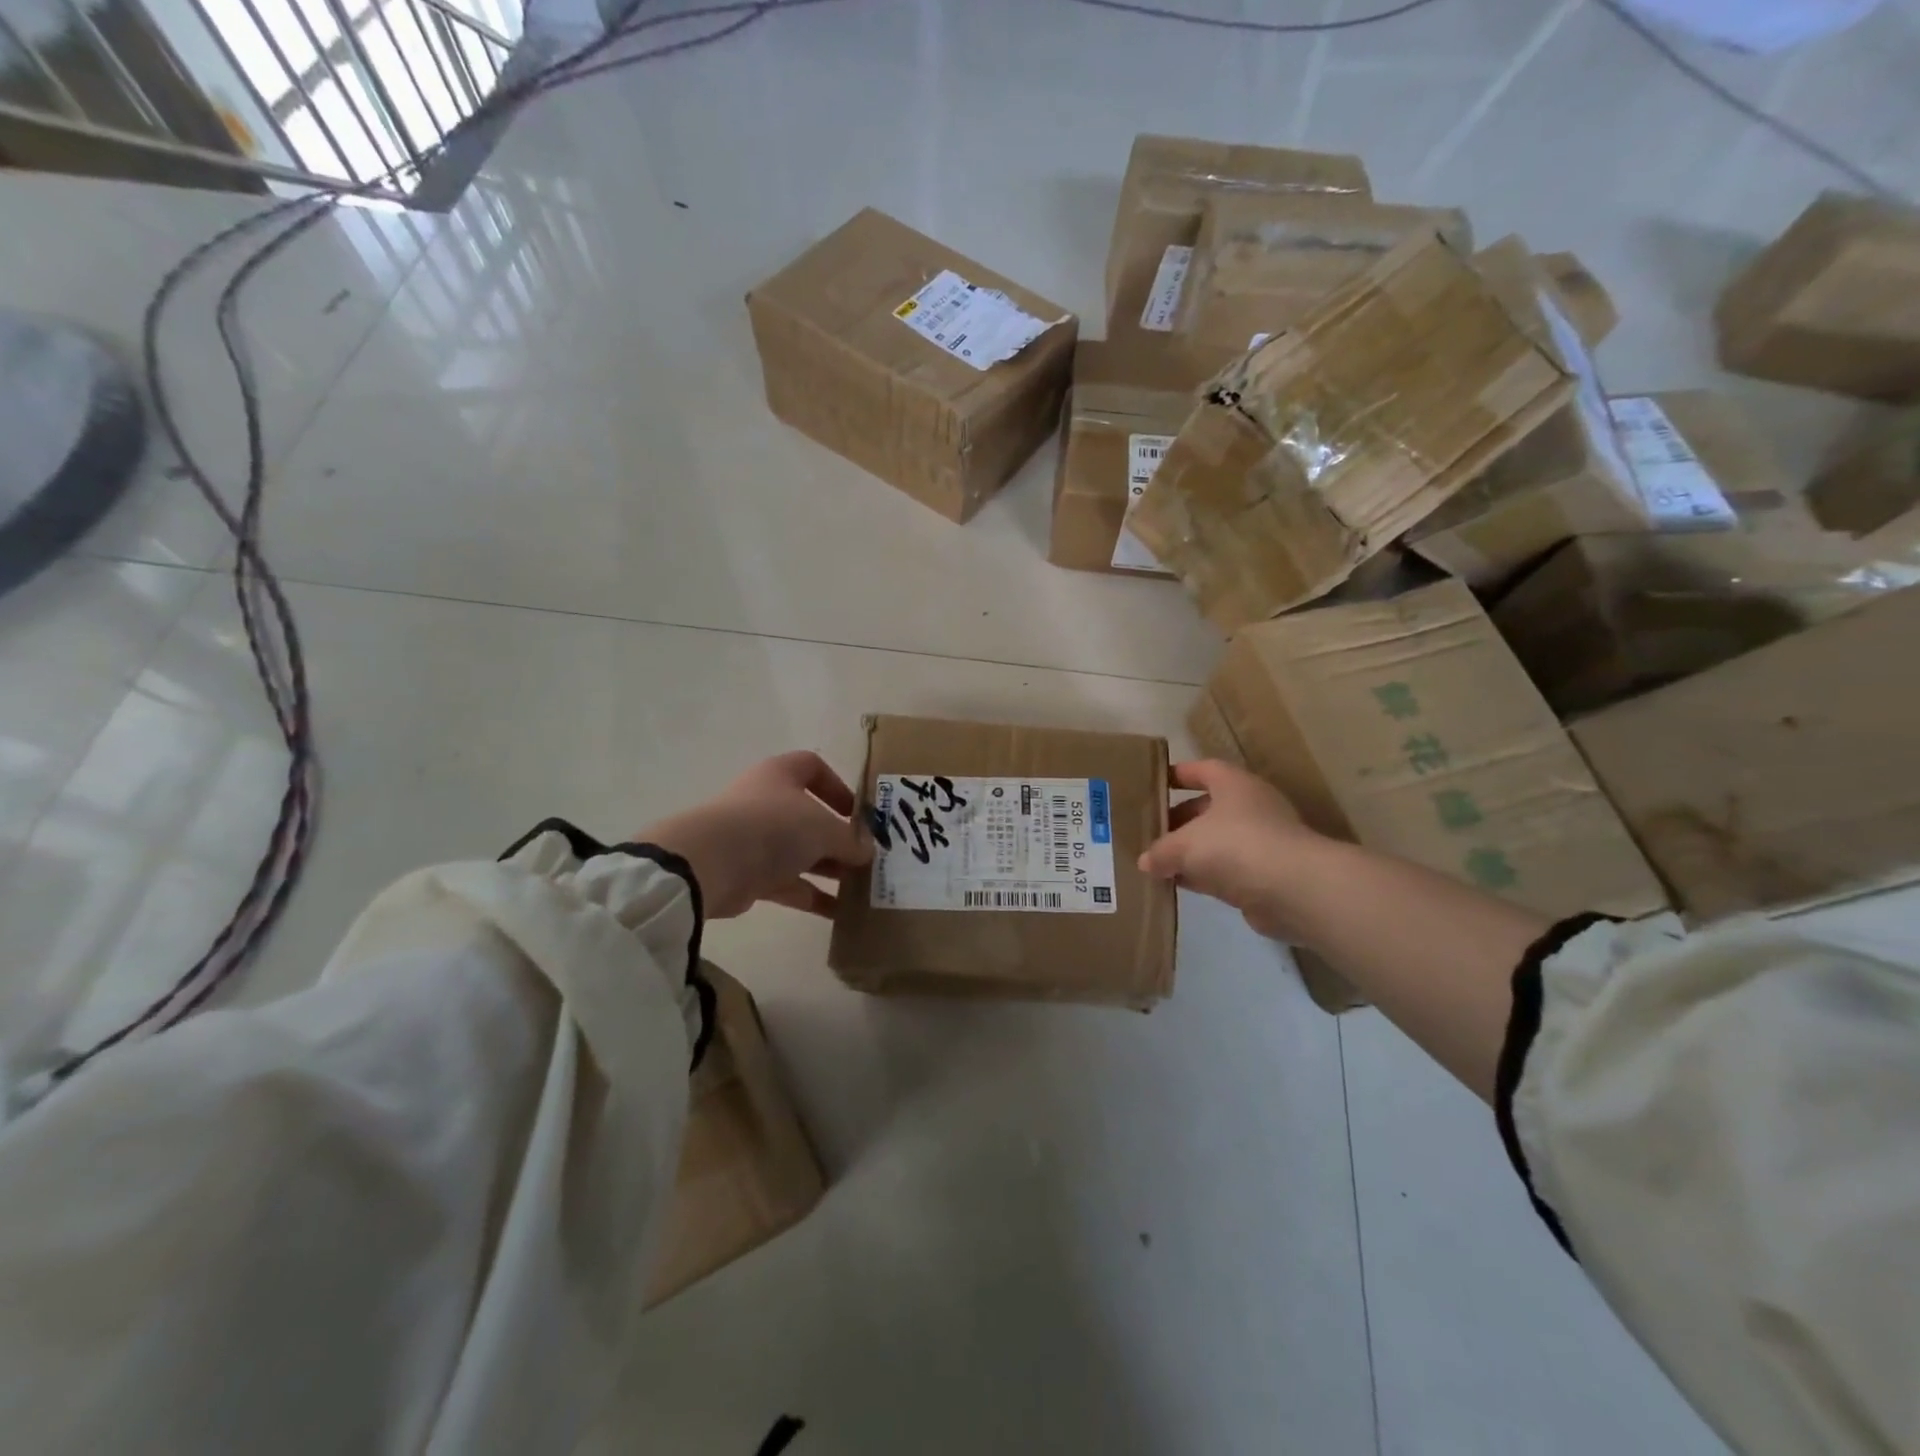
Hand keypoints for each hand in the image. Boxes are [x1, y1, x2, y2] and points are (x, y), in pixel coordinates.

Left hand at [639, 751, 872, 919]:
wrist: (711, 864)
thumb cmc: (773, 827)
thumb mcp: (824, 829)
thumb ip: (851, 840)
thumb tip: (868, 851)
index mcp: (781, 775)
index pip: (813, 768)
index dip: (838, 787)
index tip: (857, 813)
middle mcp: (766, 802)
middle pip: (809, 816)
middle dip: (839, 838)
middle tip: (866, 858)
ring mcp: (755, 839)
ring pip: (800, 852)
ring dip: (829, 869)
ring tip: (860, 887)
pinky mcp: (748, 874)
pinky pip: (788, 883)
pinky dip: (812, 896)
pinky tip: (839, 912)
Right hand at [1139, 760, 1334, 942]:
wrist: (1294, 889)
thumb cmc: (1235, 846)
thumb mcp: (1184, 844)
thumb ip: (1161, 851)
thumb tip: (1145, 861)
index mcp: (1234, 784)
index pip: (1202, 769)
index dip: (1177, 774)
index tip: (1153, 784)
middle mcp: (1250, 807)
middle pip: (1207, 808)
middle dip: (1178, 820)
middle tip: (1148, 831)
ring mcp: (1260, 841)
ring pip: (1215, 841)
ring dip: (1190, 851)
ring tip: (1156, 861)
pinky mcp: (1264, 874)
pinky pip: (1225, 869)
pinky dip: (1203, 875)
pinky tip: (1178, 884)